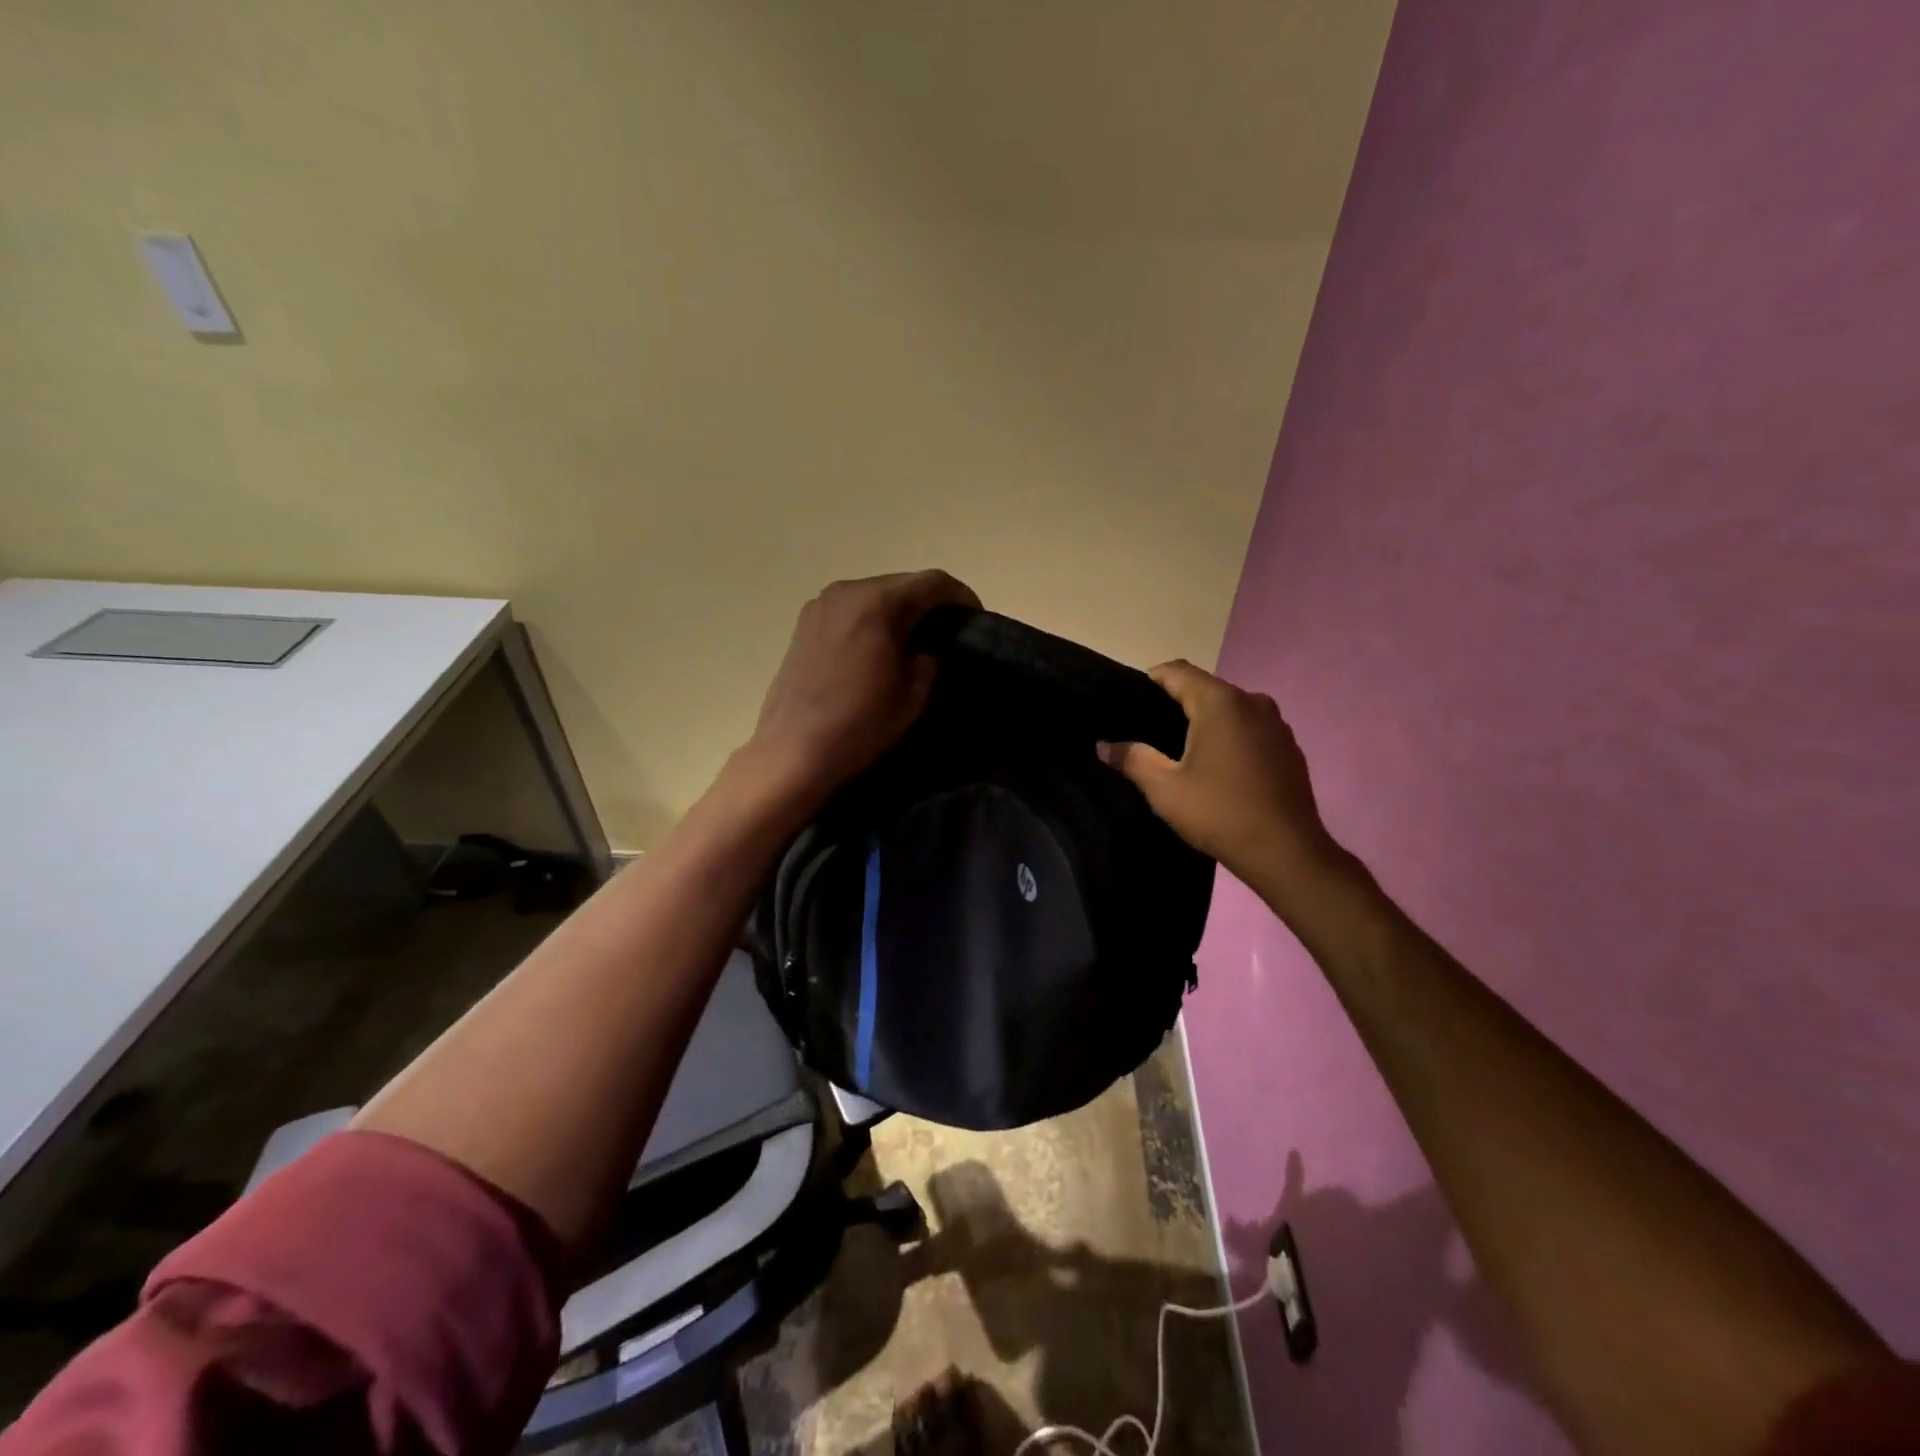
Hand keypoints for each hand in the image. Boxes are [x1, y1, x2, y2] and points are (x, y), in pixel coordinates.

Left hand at [746, 570, 980, 803]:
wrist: (794, 749)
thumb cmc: (860, 723)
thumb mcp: (913, 694)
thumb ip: (929, 659)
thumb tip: (928, 649)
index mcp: (877, 603)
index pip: (933, 583)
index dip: (962, 597)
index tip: (976, 619)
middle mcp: (847, 591)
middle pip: (902, 583)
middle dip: (929, 603)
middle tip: (948, 631)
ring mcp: (821, 605)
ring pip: (874, 594)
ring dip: (899, 610)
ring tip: (915, 640)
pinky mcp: (805, 623)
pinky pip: (851, 609)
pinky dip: (872, 618)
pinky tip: (879, 646)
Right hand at [1101, 661, 1345, 911]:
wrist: (1286, 852)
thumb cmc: (1220, 813)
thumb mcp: (1164, 789)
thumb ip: (1132, 759)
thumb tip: (1104, 745)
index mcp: (1220, 703)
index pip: (1178, 671)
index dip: (1151, 679)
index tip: (1130, 700)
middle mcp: (1252, 702)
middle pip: (1205, 688)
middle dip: (1177, 703)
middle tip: (1149, 730)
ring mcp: (1276, 724)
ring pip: (1230, 709)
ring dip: (1206, 721)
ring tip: (1182, 751)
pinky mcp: (1289, 747)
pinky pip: (1250, 728)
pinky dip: (1230, 737)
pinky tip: (1219, 768)